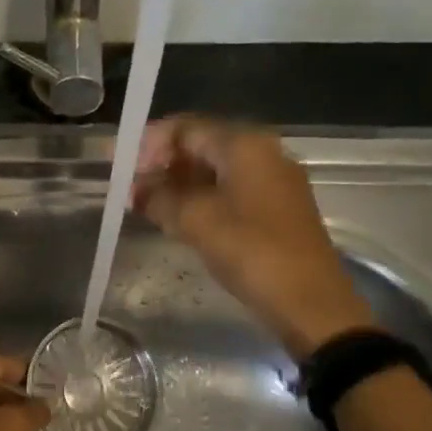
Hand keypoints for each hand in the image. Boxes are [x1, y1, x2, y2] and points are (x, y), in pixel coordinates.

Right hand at [132, 117, 373, 359]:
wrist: (310, 302)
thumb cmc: (252, 252)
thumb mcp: (195, 222)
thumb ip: (159, 198)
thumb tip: (136, 189)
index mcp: (245, 146)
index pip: (187, 127)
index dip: (150, 142)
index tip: (121, 166)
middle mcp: (262, 154)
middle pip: (202, 145)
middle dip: (162, 164)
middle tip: (131, 190)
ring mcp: (272, 182)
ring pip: (214, 171)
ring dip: (178, 184)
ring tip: (146, 206)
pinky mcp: (275, 209)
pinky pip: (229, 191)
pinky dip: (200, 200)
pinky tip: (177, 220)